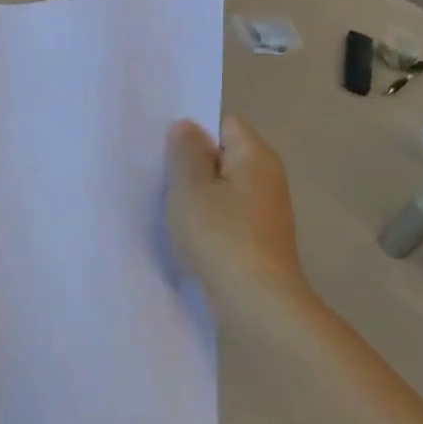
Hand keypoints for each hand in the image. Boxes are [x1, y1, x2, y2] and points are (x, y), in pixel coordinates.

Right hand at [166, 116, 313, 311]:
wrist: (257, 301)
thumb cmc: (220, 236)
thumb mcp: (190, 188)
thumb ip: (186, 153)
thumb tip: (187, 127)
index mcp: (255, 155)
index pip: (223, 123)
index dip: (192, 129)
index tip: (161, 144)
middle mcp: (267, 176)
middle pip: (223, 155)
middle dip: (191, 162)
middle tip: (155, 171)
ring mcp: (266, 209)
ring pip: (223, 187)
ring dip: (196, 193)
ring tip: (164, 202)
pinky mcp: (259, 237)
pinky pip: (227, 213)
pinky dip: (207, 218)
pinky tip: (185, 231)